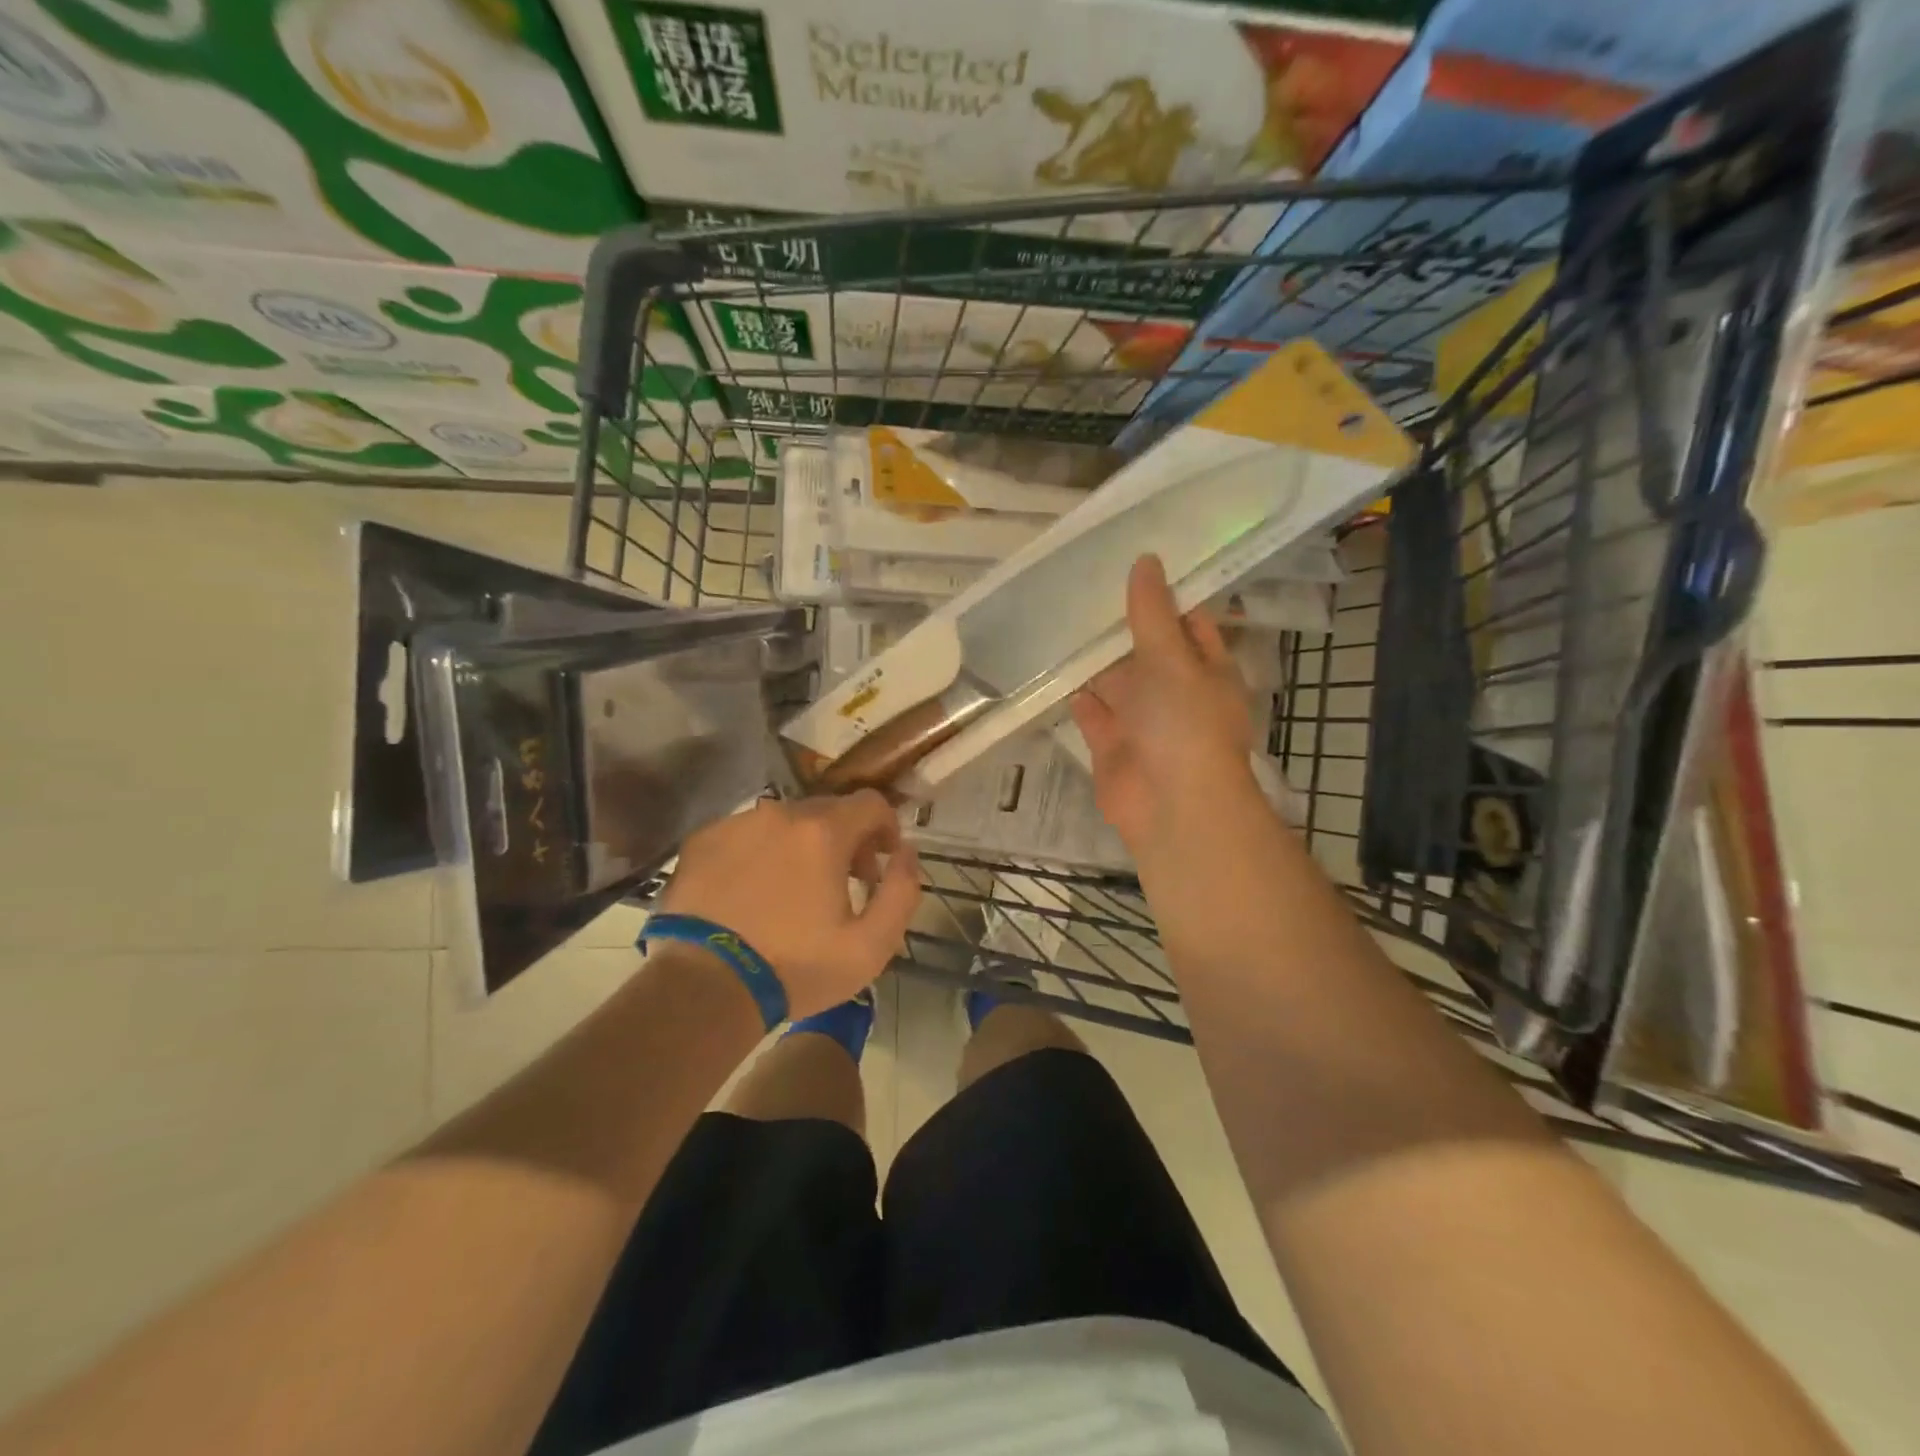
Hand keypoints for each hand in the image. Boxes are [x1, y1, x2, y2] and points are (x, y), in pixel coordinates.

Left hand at [659, 792, 920, 1018]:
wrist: (703, 988)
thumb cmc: (794, 968)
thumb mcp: (871, 946)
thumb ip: (902, 891)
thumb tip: (906, 853)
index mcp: (823, 832)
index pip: (871, 803)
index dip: (886, 828)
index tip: (883, 861)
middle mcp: (780, 813)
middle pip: (828, 811)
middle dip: (846, 840)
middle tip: (844, 883)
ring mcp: (736, 824)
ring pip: (784, 822)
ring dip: (801, 846)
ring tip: (794, 892)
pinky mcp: (701, 841)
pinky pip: (746, 834)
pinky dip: (760, 853)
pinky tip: (753, 893)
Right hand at [1070, 554, 1258, 850]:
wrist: (1172, 807)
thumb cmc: (1184, 725)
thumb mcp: (1172, 659)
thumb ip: (1152, 613)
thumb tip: (1146, 560)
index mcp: (1205, 670)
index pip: (1188, 622)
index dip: (1164, 595)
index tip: (1133, 562)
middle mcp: (1176, 693)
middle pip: (1147, 652)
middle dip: (1121, 627)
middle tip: (1082, 585)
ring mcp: (1143, 723)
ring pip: (1116, 683)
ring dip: (1095, 661)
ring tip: (1061, 620)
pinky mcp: (1112, 747)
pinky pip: (1092, 715)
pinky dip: (1077, 697)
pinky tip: (1054, 670)